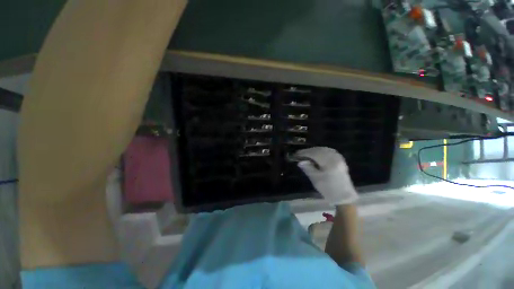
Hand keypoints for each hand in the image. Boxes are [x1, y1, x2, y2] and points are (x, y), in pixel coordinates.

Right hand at [295, 147, 357, 205]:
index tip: (296, 154)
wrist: (344, 196)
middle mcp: (335, 158)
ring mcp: (339, 158)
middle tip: (300, 153)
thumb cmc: (328, 189)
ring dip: (314, 150)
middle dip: (309, 151)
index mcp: (329, 163)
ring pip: (324, 149)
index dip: (304, 153)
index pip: (314, 154)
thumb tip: (300, 161)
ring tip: (307, 154)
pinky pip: (329, 151)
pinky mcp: (340, 160)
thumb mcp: (316, 180)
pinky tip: (317, 154)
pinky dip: (321, 151)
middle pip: (319, 150)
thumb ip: (308, 169)